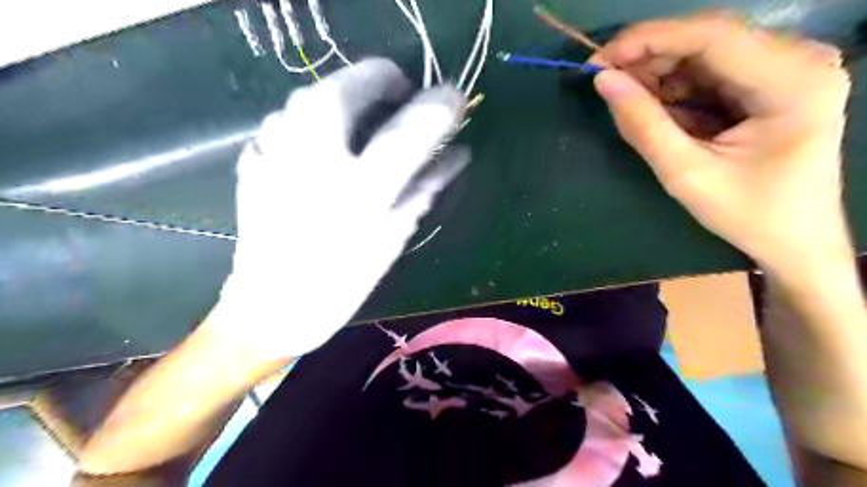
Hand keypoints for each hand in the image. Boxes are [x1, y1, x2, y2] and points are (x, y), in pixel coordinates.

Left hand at [207, 59, 467, 357]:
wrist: (270, 307)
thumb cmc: (341, 281)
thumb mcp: (393, 236)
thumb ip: (425, 187)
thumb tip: (457, 154)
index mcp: (359, 188)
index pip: (409, 128)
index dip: (438, 105)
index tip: (454, 96)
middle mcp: (314, 157)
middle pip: (354, 83)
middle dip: (385, 83)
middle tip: (402, 103)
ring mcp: (275, 149)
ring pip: (317, 91)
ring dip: (351, 95)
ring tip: (367, 121)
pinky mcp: (254, 155)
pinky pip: (292, 116)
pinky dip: (318, 117)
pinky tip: (327, 144)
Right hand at [589, 13, 852, 277]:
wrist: (795, 240)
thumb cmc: (747, 214)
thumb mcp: (686, 174)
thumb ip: (642, 125)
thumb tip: (603, 81)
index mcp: (792, 81)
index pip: (711, 35)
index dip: (647, 40)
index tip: (598, 61)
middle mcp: (799, 59)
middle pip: (707, 39)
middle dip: (649, 59)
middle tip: (605, 83)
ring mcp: (788, 67)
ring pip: (704, 53)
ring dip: (659, 76)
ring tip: (627, 103)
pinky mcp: (771, 81)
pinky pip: (710, 72)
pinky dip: (675, 89)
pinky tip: (656, 111)